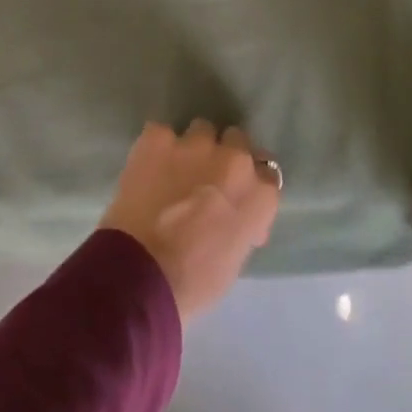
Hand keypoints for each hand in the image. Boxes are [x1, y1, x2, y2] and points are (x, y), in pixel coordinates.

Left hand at [99, 121, 280, 321]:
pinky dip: (156, 147)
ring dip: (192, 147)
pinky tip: (147, 167)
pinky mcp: (158, 137)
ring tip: (174, 169)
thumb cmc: (196, 280)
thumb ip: (242, 220)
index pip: (267, 172)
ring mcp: (195, 144)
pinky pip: (162, 133)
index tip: (236, 194)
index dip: (250, 181)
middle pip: (236, 140)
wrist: (144, 271)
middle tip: (207, 177)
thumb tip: (234, 212)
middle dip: (224, 154)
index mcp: (259, 193)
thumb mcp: (236, 255)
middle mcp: (234, 159)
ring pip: (200, 130)